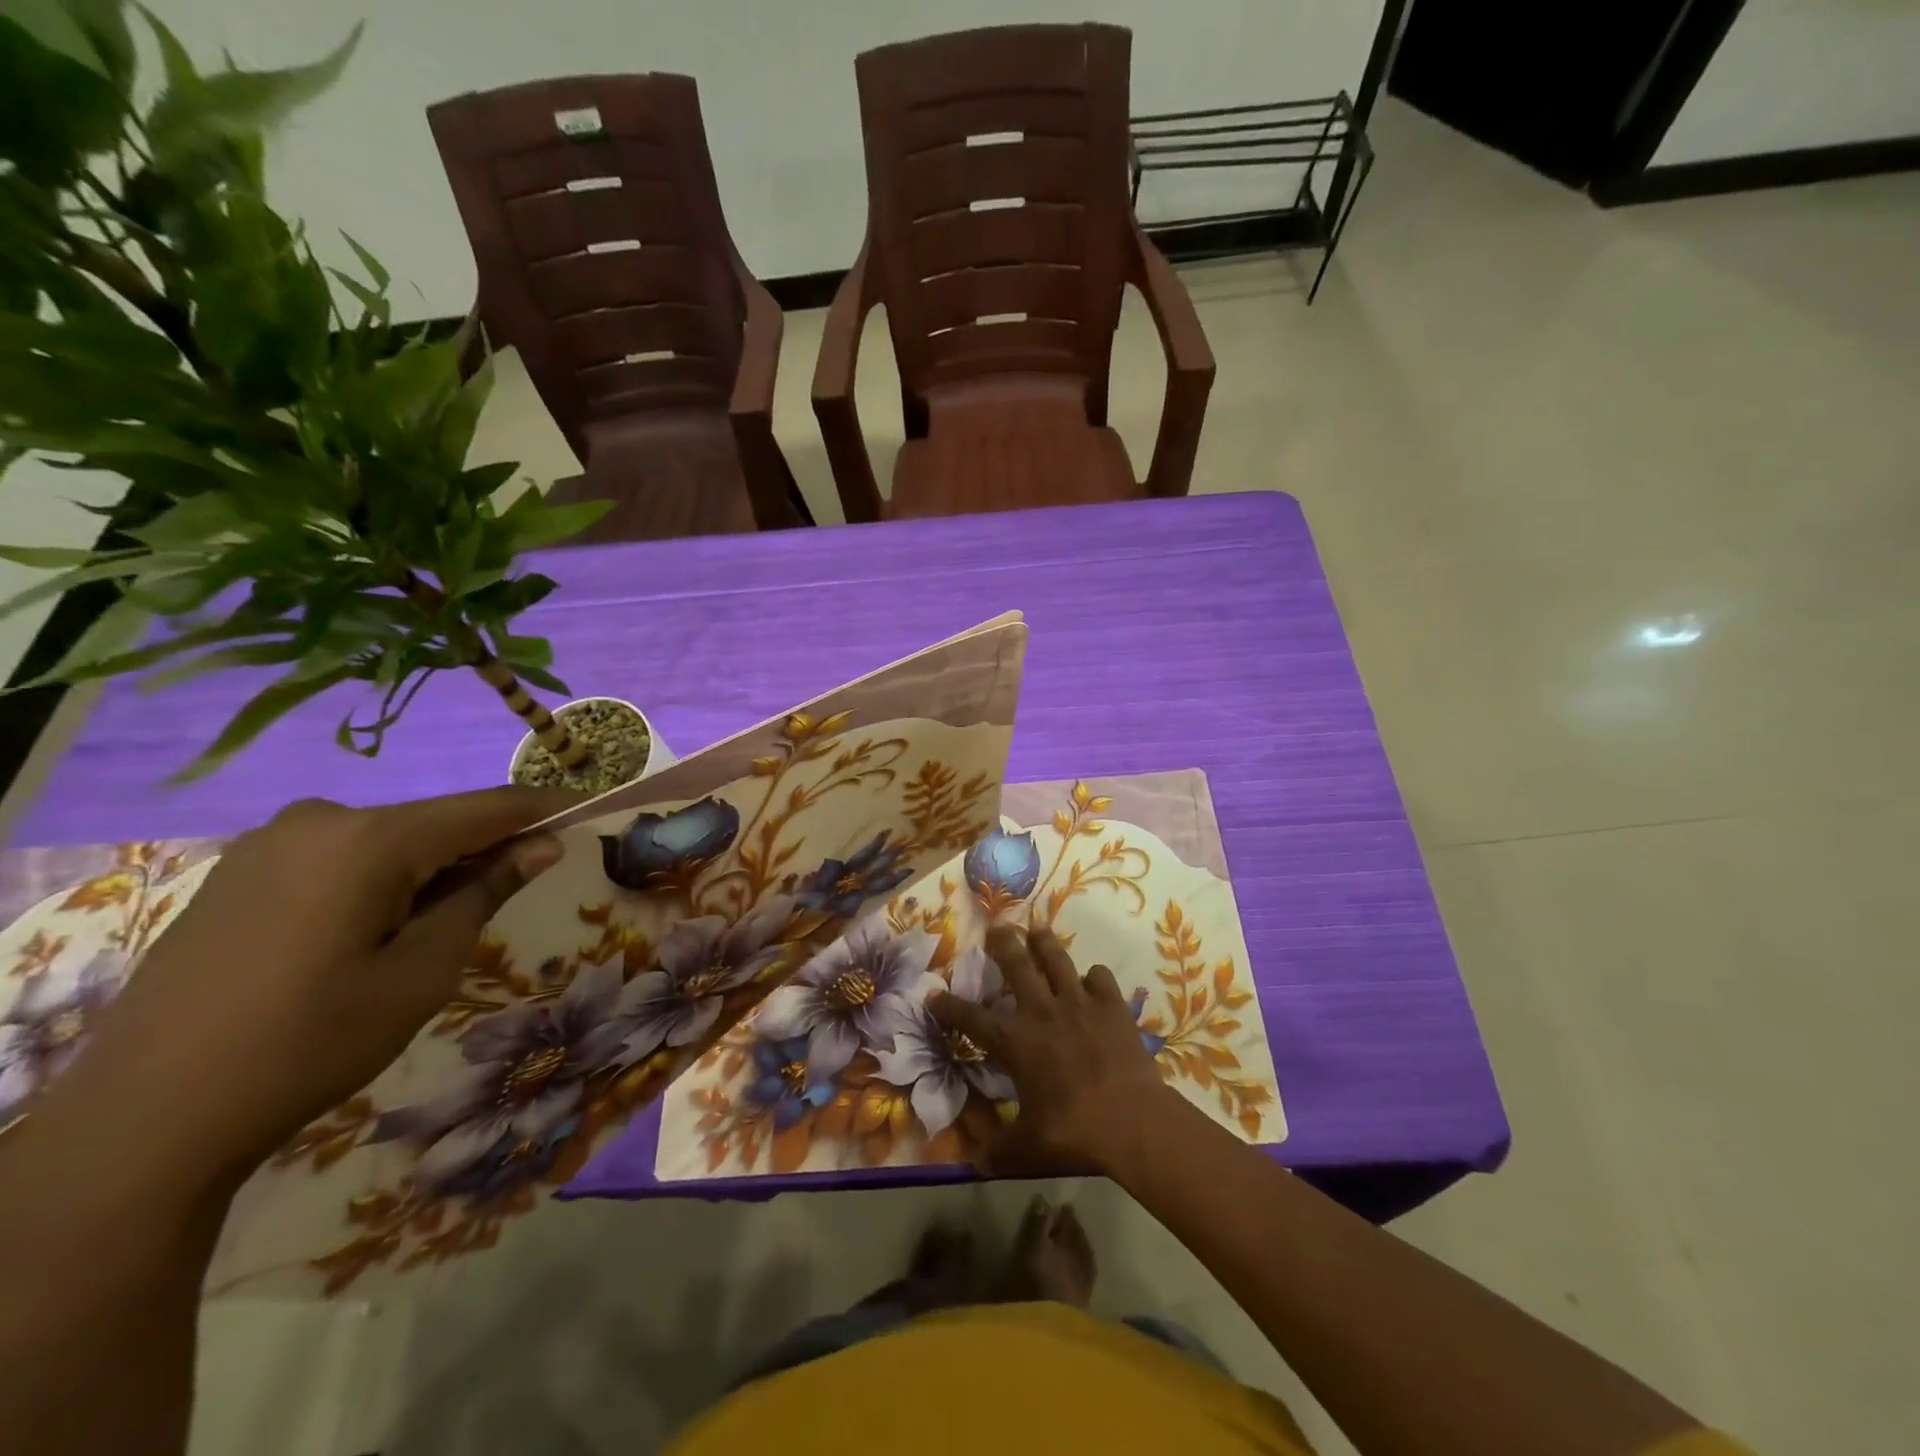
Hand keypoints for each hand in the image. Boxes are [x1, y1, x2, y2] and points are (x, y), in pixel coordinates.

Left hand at [67, 787, 575, 1177]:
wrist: (145, 1121)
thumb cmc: (312, 1042)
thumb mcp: (422, 971)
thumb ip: (484, 893)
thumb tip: (541, 845)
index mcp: (369, 840)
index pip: (485, 808)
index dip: (543, 808)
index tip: (591, 805)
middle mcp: (319, 820)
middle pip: (434, 821)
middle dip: (485, 844)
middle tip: (523, 882)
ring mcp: (270, 843)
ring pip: (387, 839)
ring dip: (433, 864)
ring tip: (446, 920)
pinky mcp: (241, 871)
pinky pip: (341, 855)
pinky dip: (382, 875)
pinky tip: (380, 925)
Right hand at [932, 925, 1182, 1178]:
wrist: (1131, 1121)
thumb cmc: (1073, 1132)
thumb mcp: (1026, 1149)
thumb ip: (997, 1151)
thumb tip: (971, 1163)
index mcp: (1016, 1042)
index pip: (972, 1019)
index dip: (949, 1006)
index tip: (934, 995)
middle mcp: (1042, 1012)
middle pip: (1017, 964)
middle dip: (1002, 943)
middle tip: (996, 928)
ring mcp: (1078, 1003)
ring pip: (1056, 958)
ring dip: (1044, 943)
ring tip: (1037, 930)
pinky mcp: (1111, 1005)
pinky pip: (1099, 977)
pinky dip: (1093, 977)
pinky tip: (1091, 982)